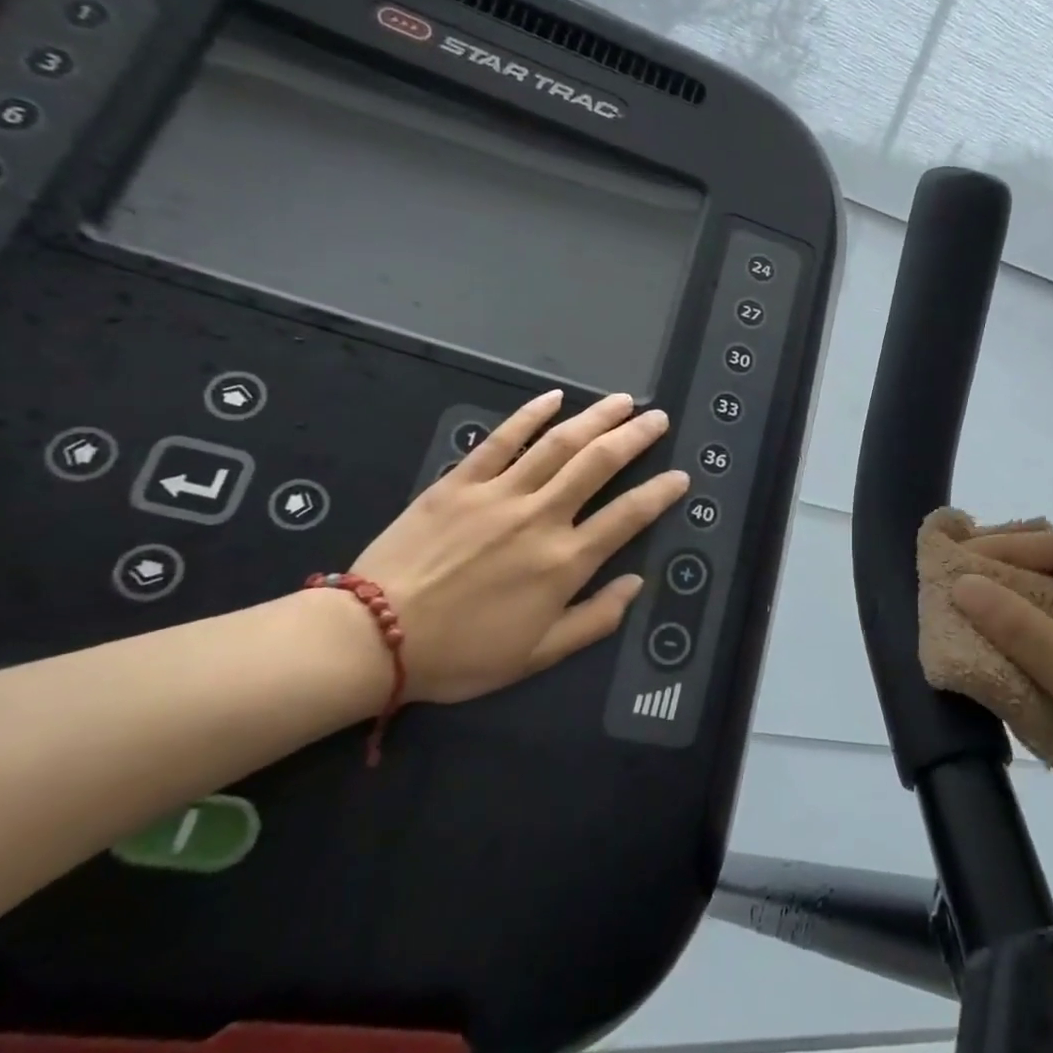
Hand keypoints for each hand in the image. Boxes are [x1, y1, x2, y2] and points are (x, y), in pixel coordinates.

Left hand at [349, 389, 688, 703]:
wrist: (372, 638)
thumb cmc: (461, 654)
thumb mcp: (539, 654)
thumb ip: (595, 619)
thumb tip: (635, 583)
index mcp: (564, 562)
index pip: (628, 516)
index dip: (661, 493)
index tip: (680, 476)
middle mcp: (540, 517)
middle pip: (599, 464)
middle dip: (636, 437)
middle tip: (658, 418)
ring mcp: (498, 494)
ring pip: (558, 444)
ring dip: (596, 418)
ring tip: (623, 401)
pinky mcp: (458, 483)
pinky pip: (500, 440)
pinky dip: (528, 415)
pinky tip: (553, 398)